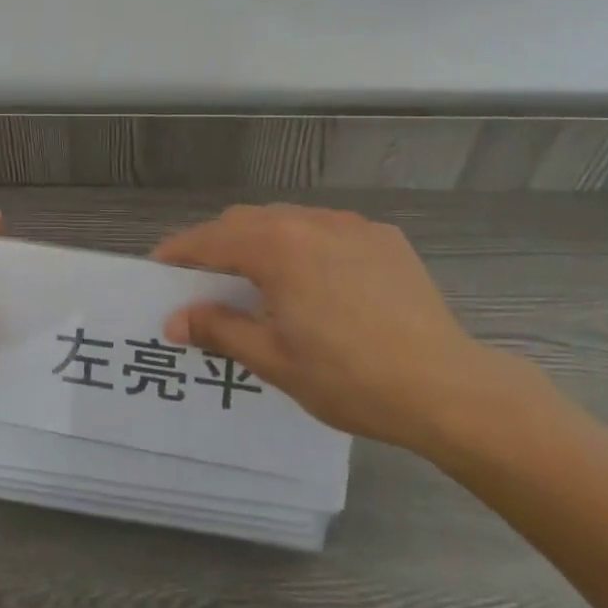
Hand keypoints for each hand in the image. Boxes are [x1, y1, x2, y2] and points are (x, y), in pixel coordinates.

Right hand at [156, 203, 533, 453]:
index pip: (211, 239)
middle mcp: (310, 221)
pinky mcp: (384, 238)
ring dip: (261, 240)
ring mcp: (352, 225)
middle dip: (218, 243)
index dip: (180, 252)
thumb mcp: (273, 360)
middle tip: (204, 278)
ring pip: (287, 219)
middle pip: (246, 221)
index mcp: (277, 247)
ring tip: (258, 277)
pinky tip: (315, 280)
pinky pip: (327, 229)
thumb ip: (219, 330)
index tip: (159, 268)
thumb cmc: (350, 378)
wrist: (448, 388)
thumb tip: (175, 320)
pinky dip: (305, 244)